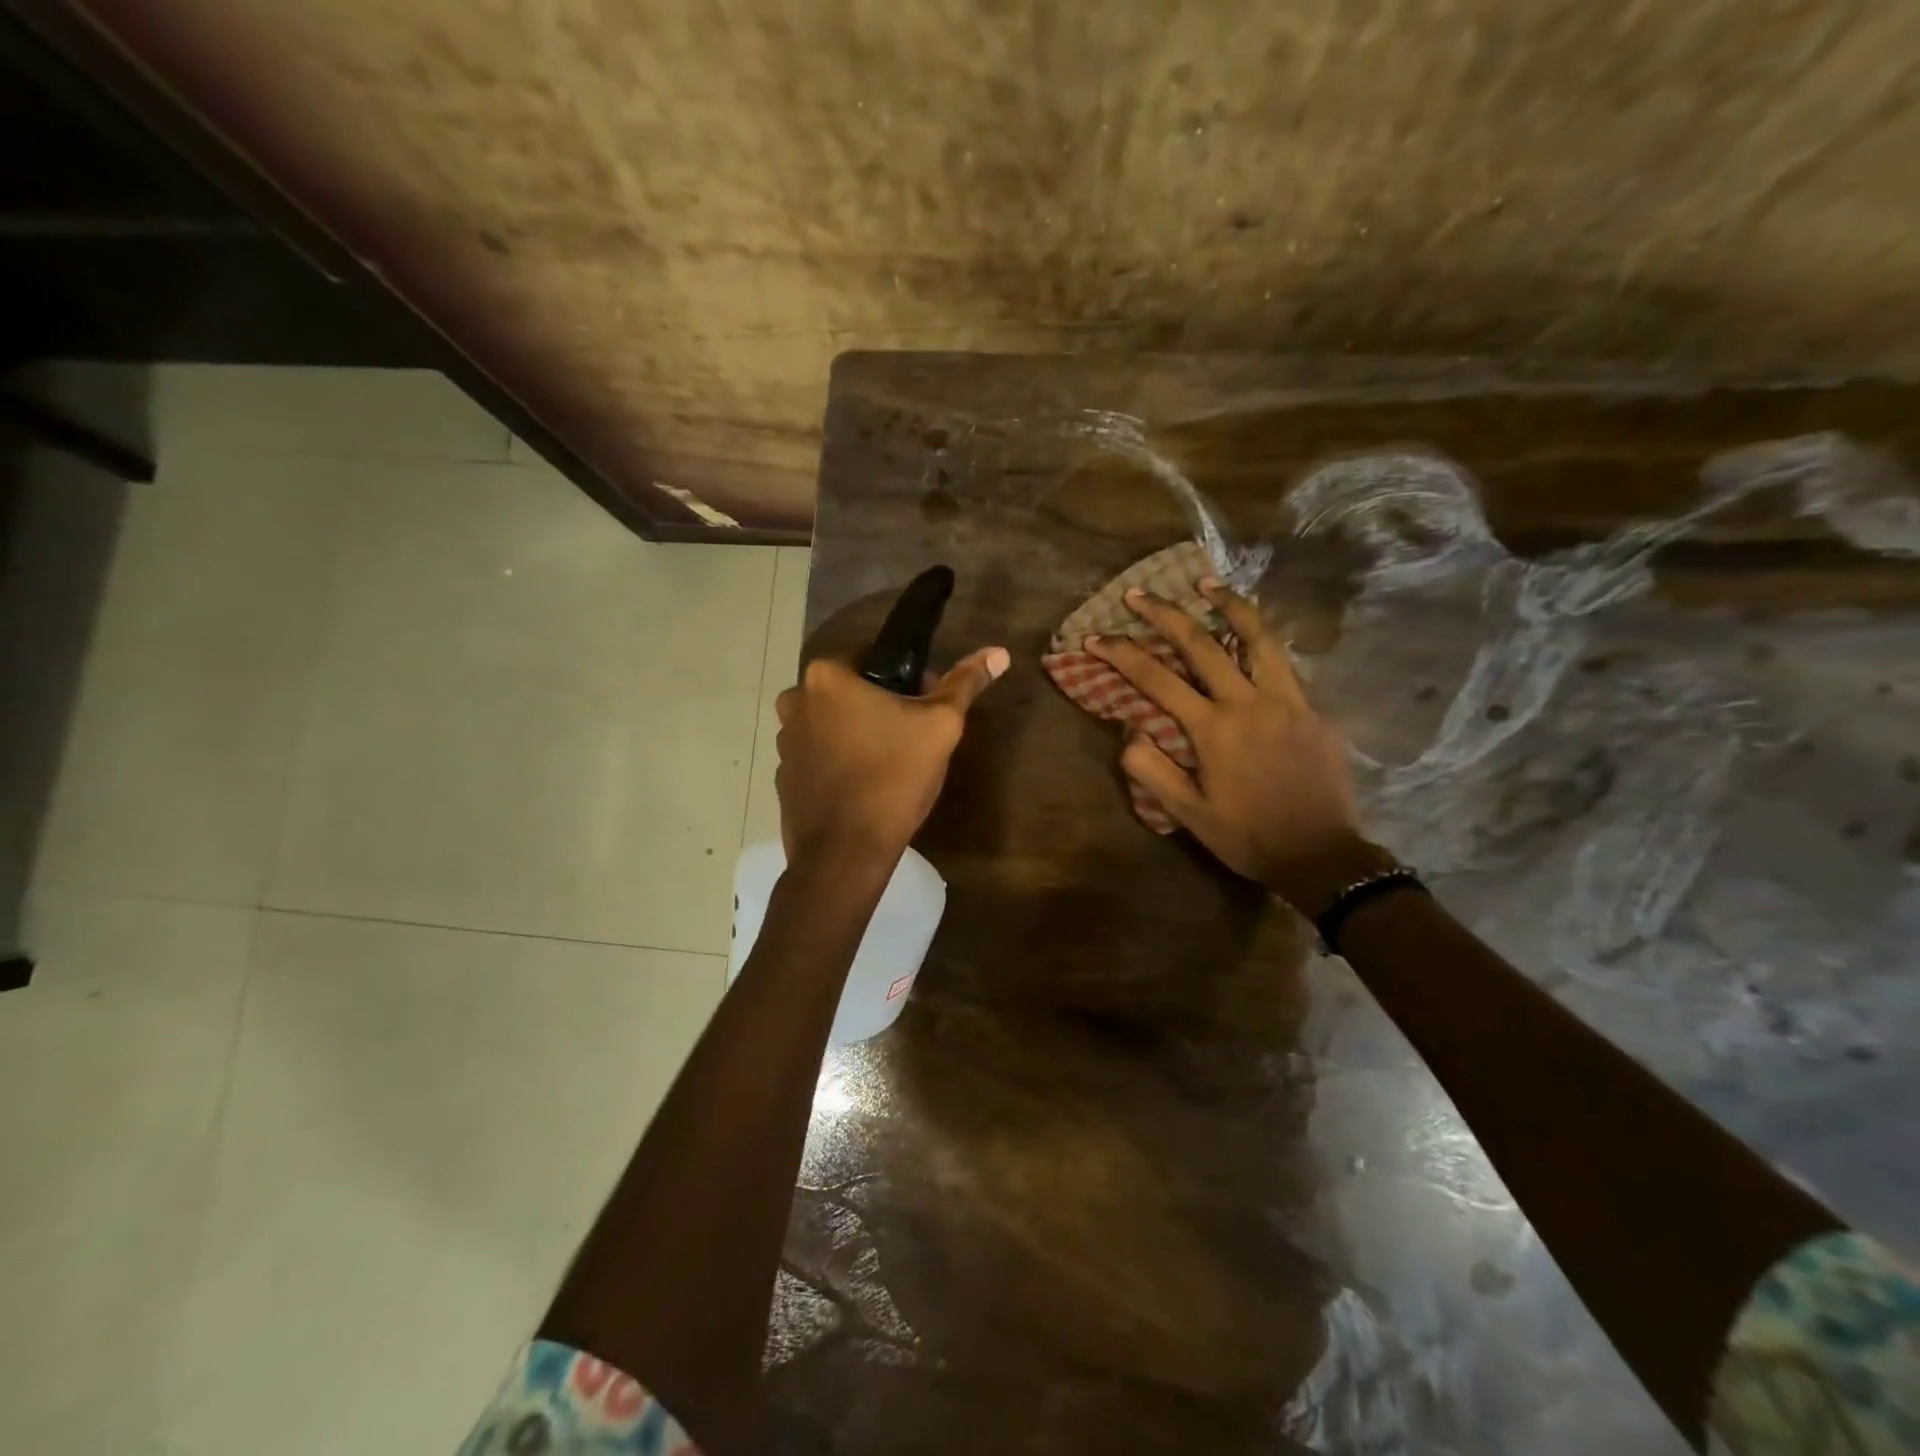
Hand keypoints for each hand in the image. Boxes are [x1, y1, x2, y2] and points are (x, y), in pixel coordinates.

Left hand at [774, 647, 1008, 869]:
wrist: (845, 854)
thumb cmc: (893, 778)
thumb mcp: (940, 726)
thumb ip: (965, 683)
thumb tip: (999, 653)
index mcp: (825, 676)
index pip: (872, 658)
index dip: (906, 679)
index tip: (924, 706)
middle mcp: (794, 700)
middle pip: (850, 691)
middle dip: (881, 706)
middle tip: (912, 737)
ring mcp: (783, 741)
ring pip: (833, 723)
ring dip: (857, 733)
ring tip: (890, 765)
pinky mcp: (782, 776)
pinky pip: (818, 756)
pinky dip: (839, 762)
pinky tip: (864, 786)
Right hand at [1085, 578, 1383, 911]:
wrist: (1322, 855)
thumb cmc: (1247, 836)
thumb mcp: (1187, 814)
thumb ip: (1152, 769)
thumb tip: (1129, 729)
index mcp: (1213, 729)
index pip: (1156, 679)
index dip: (1121, 654)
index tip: (1095, 637)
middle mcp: (1248, 703)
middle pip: (1202, 644)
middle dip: (1165, 614)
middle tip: (1138, 594)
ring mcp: (1287, 701)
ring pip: (1256, 637)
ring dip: (1228, 605)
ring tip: (1206, 583)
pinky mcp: (1312, 709)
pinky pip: (1283, 662)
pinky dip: (1261, 639)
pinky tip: (1251, 633)